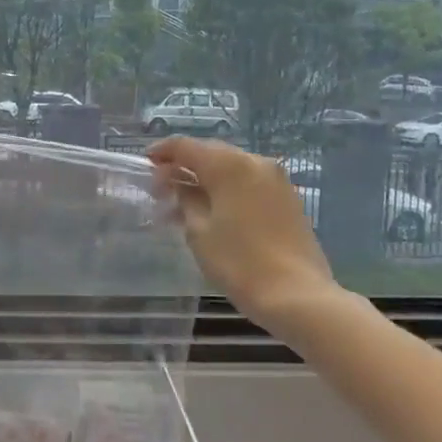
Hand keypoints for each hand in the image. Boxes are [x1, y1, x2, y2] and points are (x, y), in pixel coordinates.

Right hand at [148, 136, 336, 321]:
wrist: (296, 295)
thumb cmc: (239, 262)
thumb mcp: (198, 231)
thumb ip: (185, 199)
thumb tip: (178, 183)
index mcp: (229, 165)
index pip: (186, 146)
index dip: (162, 152)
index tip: (144, 163)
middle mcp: (255, 162)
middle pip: (211, 153)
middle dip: (184, 167)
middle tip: (161, 189)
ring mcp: (276, 179)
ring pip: (231, 168)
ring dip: (205, 179)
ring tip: (183, 204)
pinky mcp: (287, 197)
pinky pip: (248, 182)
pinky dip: (226, 189)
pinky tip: (212, 210)